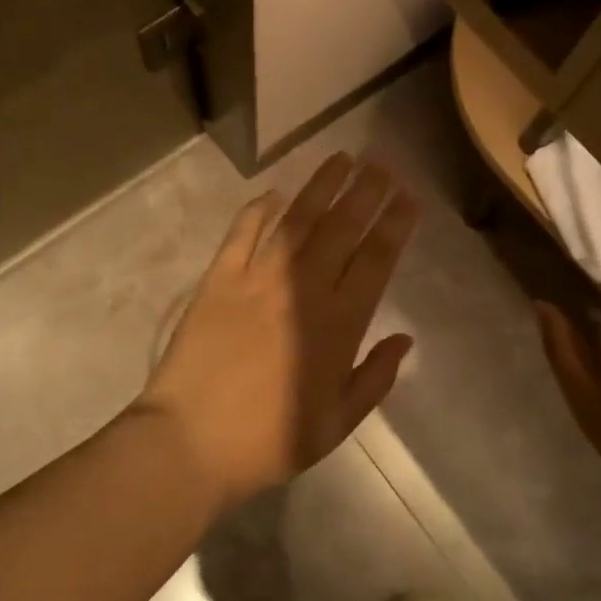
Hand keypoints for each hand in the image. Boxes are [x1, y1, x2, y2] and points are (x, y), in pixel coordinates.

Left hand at [138, 153, 418, 510]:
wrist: (191, 441)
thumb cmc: (269, 440)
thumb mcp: (336, 425)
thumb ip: (374, 378)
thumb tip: (404, 338)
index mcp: (338, 325)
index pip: (375, 260)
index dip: (395, 224)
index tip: (408, 197)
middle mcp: (302, 289)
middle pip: (342, 228)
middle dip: (366, 191)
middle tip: (381, 163)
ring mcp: (258, 278)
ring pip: (298, 220)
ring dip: (322, 186)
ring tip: (342, 158)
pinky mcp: (219, 278)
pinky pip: (243, 232)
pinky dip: (260, 209)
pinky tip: (274, 193)